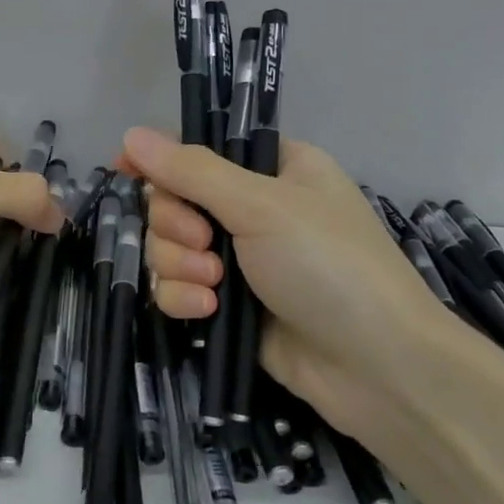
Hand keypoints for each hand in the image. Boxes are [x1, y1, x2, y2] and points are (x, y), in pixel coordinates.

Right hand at [121, 126, 461, 442]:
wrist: (377, 368)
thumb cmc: (330, 265)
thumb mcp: (262, 205)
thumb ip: (192, 171)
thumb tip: (130, 135)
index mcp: (272, 168)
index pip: (199, 150)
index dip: (160, 159)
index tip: (126, 171)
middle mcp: (251, 209)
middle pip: (172, 200)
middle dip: (176, 224)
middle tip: (204, 242)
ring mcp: (237, 259)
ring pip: (167, 247)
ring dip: (180, 264)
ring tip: (215, 284)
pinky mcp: (225, 305)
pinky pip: (176, 287)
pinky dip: (184, 297)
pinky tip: (207, 311)